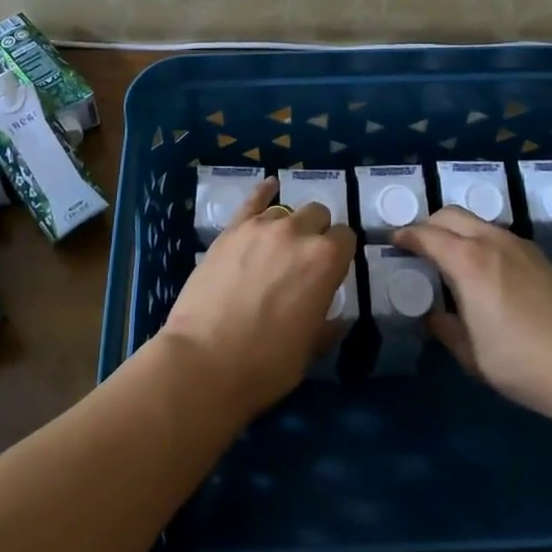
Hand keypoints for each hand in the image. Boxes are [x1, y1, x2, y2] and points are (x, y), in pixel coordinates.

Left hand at [158, 177, 357, 419]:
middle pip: (318, 214)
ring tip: (279, 246)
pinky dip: (264, 192)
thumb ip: (328, 322)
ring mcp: (261, 226)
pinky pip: (253, 199)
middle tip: (304, 260)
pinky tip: (270, 187)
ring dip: (290, 224)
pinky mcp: (231, 229)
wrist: (205, 362)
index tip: (332, 271)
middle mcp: (298, 232)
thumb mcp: (311, 349)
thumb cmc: (266, 364)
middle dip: (318, 232)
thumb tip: (336, 316)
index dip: (341, 253)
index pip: (346, 238)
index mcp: (326, 260)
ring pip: (287, 210)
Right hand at [393, 206, 551, 425]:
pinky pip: (497, 236)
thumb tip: (433, 316)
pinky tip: (482, 270)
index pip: (427, 234)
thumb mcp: (472, 355)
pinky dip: (478, 240)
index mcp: (468, 261)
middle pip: (451, 214)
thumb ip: (446, 329)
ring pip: (477, 222)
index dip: (406, 236)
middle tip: (416, 246)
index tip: (392, 241)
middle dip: (428, 224)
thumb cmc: (524, 362)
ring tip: (448, 257)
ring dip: (456, 231)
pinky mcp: (541, 258)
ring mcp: (520, 246)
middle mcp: (492, 241)